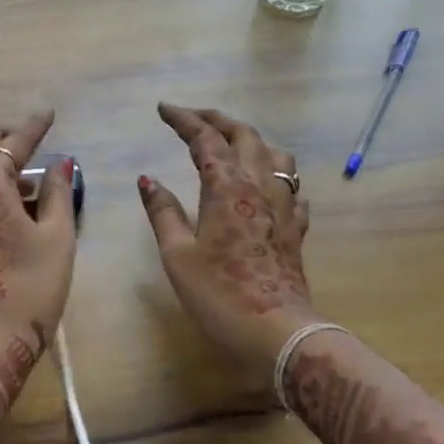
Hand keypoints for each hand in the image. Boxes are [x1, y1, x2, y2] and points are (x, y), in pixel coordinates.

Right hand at [138, 103, 316, 371]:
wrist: (278, 334)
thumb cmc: (220, 295)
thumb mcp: (178, 255)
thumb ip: (163, 212)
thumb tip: (147, 179)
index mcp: (227, 187)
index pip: (205, 138)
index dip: (184, 119)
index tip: (163, 108)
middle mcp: (259, 186)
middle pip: (244, 135)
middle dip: (216, 120)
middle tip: (192, 118)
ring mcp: (283, 206)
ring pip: (275, 155)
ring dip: (251, 140)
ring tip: (231, 145)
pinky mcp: (295, 228)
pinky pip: (291, 187)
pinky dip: (274, 175)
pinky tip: (266, 188)